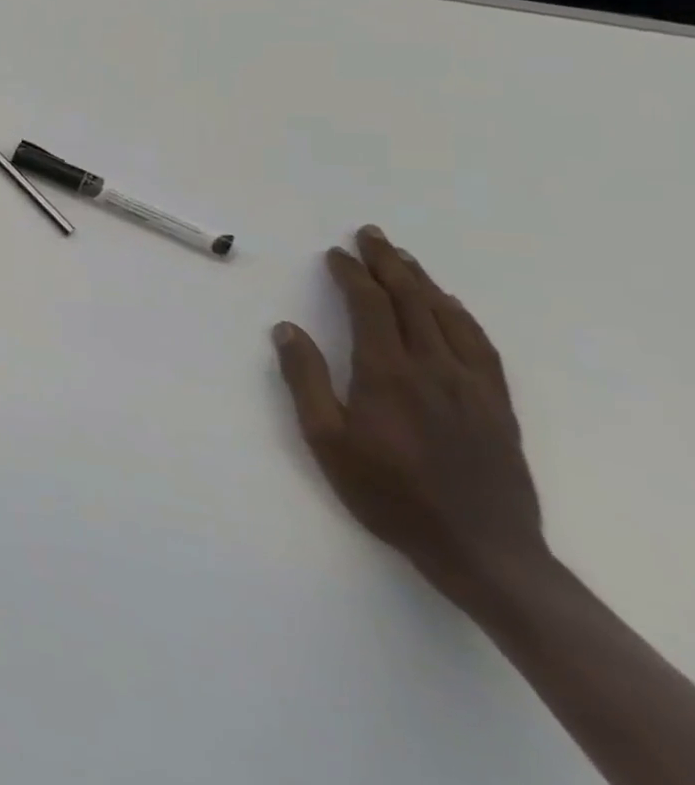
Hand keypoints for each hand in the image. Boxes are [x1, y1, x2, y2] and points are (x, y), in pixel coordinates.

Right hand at [273, 225, 545, 601]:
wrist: (480, 549)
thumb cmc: (388, 493)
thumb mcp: (326, 440)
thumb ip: (305, 380)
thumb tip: (286, 329)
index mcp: (387, 373)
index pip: (370, 307)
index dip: (351, 275)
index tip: (335, 254)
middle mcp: (433, 368)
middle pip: (412, 301)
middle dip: (389, 264)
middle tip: (370, 235)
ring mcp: (472, 385)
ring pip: (448, 318)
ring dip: (423, 282)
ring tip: (404, 259)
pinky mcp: (497, 405)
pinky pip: (481, 346)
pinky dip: (462, 316)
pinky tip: (451, 307)